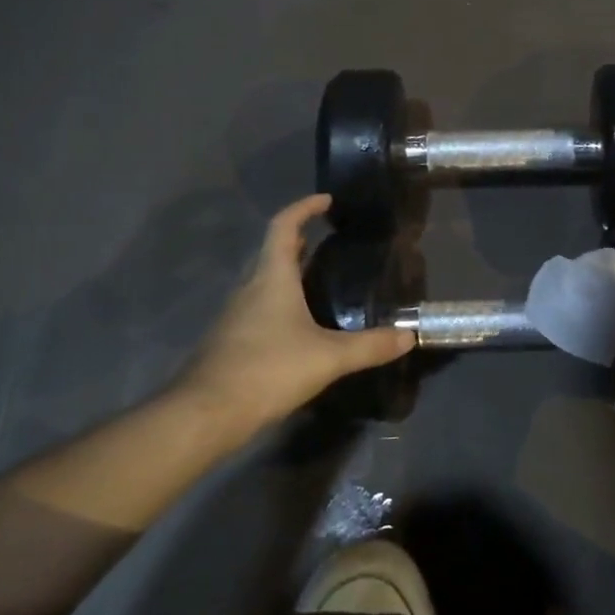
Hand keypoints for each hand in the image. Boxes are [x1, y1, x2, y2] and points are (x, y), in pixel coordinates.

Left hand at [174, 195, 414, 437]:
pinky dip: (280, 301)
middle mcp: (250, 287)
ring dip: (288, 271)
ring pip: (264, 280)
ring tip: (319, 278)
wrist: (205, 413)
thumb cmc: (267, 369)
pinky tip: (298, 324)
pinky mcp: (230, 340)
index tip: (326, 200)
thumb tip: (409, 336)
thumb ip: (370, 346)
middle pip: (273, 251)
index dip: (304, 207)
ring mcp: (236, 314)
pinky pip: (258, 306)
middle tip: (328, 237)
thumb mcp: (328, 358)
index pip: (284, 226)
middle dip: (299, 239)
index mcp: (272, 277)